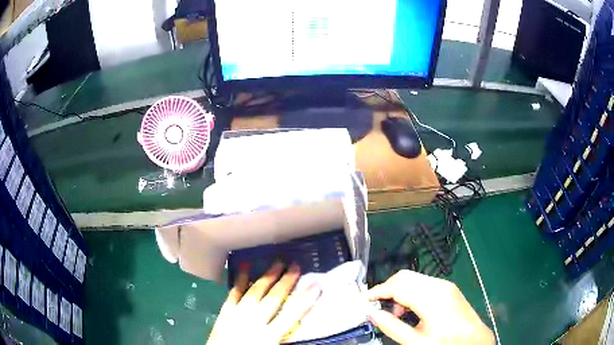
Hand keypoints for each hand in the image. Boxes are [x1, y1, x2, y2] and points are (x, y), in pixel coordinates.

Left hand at [207, 262, 321, 344]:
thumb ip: (283, 338)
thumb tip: (297, 326)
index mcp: (268, 336)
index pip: (291, 315)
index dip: (305, 300)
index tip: (316, 285)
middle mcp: (254, 321)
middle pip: (273, 298)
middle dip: (286, 282)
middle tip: (296, 265)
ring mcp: (237, 314)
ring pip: (255, 291)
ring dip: (267, 277)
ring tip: (278, 263)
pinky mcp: (225, 311)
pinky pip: (233, 293)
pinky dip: (239, 279)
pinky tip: (244, 266)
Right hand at [366, 270, 493, 344]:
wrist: (474, 339)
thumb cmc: (445, 342)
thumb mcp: (415, 342)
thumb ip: (392, 328)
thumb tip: (372, 314)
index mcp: (431, 299)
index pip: (397, 287)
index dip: (377, 292)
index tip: (363, 300)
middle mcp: (438, 285)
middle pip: (404, 276)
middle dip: (387, 289)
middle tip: (378, 307)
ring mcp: (445, 284)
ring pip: (413, 278)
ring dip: (399, 291)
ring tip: (397, 313)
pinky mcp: (448, 287)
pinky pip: (423, 282)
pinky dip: (411, 292)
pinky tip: (411, 309)